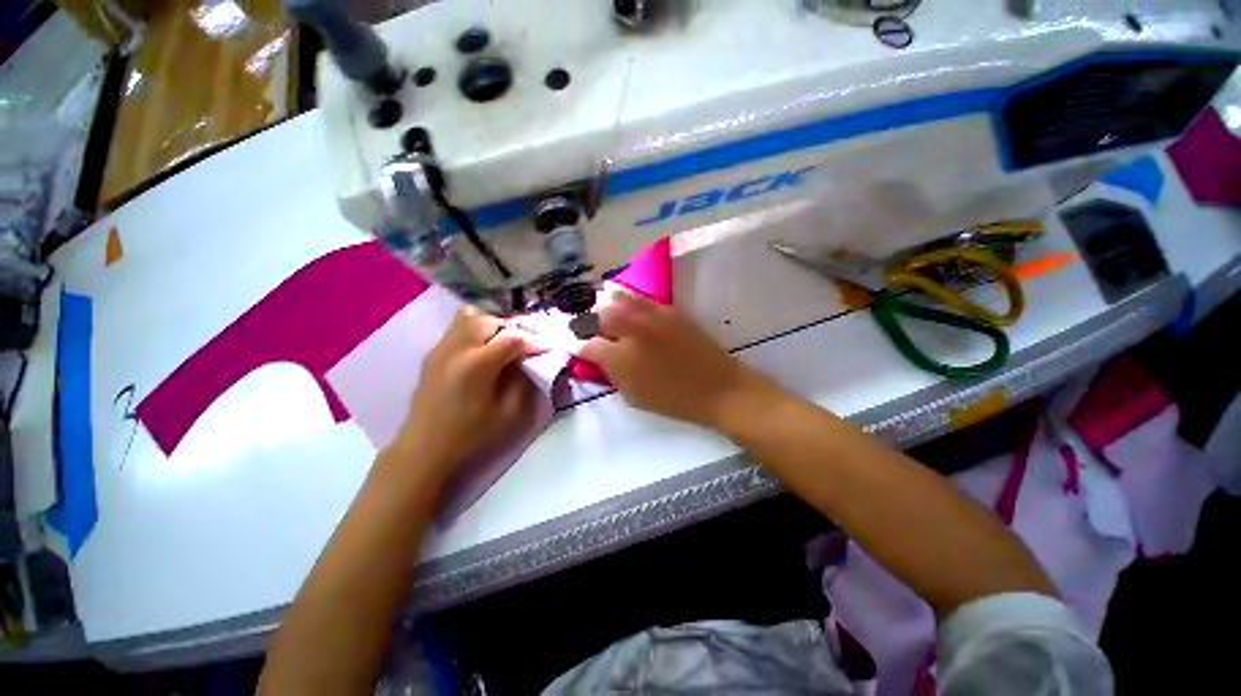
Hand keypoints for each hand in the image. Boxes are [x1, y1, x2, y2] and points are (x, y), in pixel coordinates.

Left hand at [396, 306, 540, 472]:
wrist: (424, 448)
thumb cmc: (470, 434)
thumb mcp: (508, 414)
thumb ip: (523, 382)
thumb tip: (530, 361)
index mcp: (477, 366)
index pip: (512, 338)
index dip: (534, 340)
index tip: (549, 346)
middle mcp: (457, 349)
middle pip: (490, 320)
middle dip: (514, 328)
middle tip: (527, 343)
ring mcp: (441, 348)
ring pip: (470, 316)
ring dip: (492, 324)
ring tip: (503, 342)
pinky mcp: (433, 353)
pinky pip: (457, 327)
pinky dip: (476, 330)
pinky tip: (483, 350)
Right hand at [578, 289, 782, 428]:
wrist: (718, 387)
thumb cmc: (674, 399)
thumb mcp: (634, 396)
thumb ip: (611, 374)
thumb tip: (597, 357)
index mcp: (621, 359)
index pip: (587, 345)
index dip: (577, 345)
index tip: (574, 346)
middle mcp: (632, 332)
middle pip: (599, 315)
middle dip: (589, 320)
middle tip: (588, 327)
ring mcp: (651, 316)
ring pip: (618, 299)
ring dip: (605, 303)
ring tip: (600, 306)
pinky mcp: (669, 309)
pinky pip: (640, 297)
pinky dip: (626, 297)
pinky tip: (623, 300)